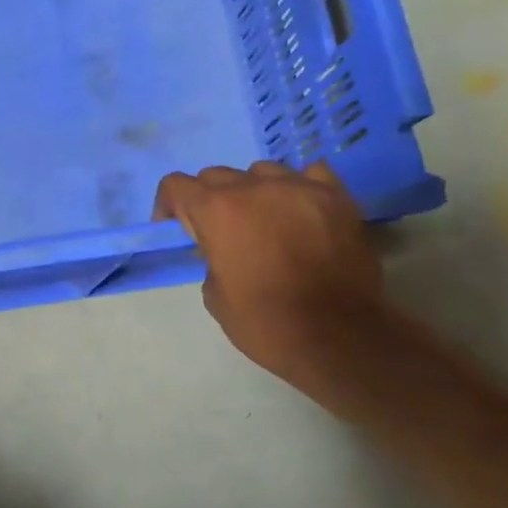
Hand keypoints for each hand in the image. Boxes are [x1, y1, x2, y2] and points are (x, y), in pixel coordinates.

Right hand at [153, 162, 381, 383]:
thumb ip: (211, 258)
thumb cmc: (265, 321)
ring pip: (262, 171)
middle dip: (210, 200)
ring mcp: (299, 187)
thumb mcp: (214, 295)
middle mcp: (254, 188)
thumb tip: (224, 249)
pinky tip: (301, 211)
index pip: (176, 185)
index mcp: (216, 211)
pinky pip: (309, 174)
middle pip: (217, 175)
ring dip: (253, 191)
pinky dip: (298, 188)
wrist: (337, 336)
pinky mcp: (337, 196)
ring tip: (264, 220)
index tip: (177, 230)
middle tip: (220, 232)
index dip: (170, 206)